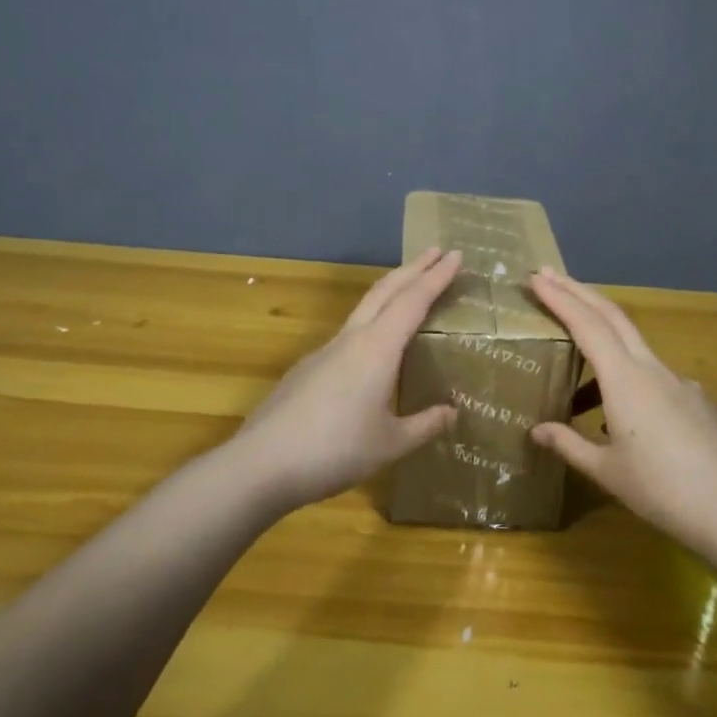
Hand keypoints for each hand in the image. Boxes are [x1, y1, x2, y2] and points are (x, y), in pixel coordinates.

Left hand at [233, 248, 462, 509]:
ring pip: (363, 308)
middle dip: (413, 268)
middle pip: (385, 290)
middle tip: (436, 252)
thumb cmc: (335, 451)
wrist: (261, 464)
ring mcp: (324, 352)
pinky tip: (373, 350)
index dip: (437, 277)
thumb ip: (424, 425)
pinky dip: (371, 323)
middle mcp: (351, 340)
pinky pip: (348, 334)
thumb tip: (452, 411)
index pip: (414, 300)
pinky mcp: (307, 369)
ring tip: (409, 290)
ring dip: (390, 291)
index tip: (456, 254)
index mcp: (377, 349)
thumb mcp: (390, 444)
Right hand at [528, 267, 716, 559]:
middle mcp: (653, 369)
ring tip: (576, 374)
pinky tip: (626, 417)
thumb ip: (570, 444)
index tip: (536, 277)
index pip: (586, 325)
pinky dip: (630, 378)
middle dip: (580, 292)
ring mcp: (681, 382)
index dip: (560, 298)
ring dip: (603, 341)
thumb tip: (537, 430)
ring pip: (635, 347)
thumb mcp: (607, 471)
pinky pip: (656, 377)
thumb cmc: (662, 491)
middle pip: (613, 316)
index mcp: (625, 379)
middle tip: (551, 277)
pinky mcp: (700, 401)